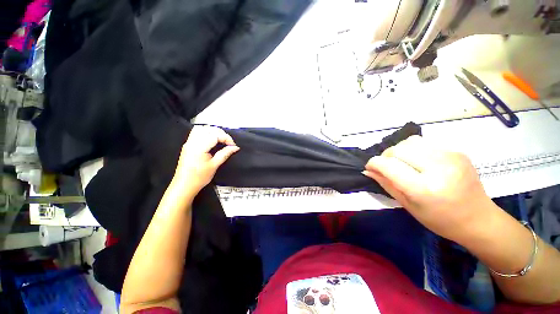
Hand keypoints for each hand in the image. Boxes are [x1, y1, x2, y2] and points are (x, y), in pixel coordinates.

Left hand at [173, 126, 238, 192]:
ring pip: (202, 129)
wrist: (184, 185)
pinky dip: (206, 133)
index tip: (233, 145)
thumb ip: (225, 154)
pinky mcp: (188, 145)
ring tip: (221, 140)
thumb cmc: (199, 177)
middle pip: (208, 129)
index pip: (215, 135)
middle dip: (221, 133)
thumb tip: (235, 147)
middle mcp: (192, 142)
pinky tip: (212, 140)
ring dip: (213, 132)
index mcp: (199, 147)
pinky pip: (197, 133)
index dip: (226, 138)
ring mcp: (189, 143)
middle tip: (228, 142)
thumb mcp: (214, 165)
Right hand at [363, 135, 498, 243]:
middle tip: (386, 167)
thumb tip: (368, 170)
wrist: (479, 219)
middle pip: (398, 149)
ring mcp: (451, 157)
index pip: (388, 165)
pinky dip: (414, 150)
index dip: (373, 163)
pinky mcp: (457, 151)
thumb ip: (386, 184)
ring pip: (410, 142)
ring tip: (402, 163)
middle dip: (385, 156)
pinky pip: (425, 143)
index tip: (370, 167)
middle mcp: (438, 168)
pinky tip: (419, 162)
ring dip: (399, 151)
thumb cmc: (440, 219)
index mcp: (424, 188)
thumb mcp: (407, 205)